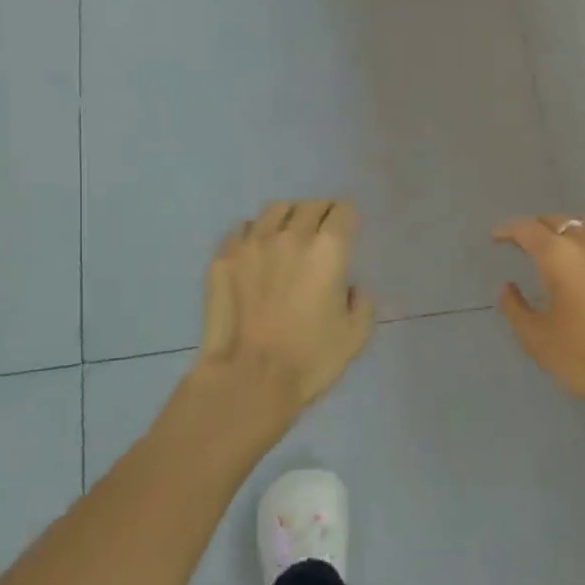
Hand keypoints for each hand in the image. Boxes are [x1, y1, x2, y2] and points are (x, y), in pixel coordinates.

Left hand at [197, 200, 374, 420]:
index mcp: (328, 249)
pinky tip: (257, 253)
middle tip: (321, 233)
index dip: (348, 219)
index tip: (348, 231)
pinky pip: (242, 230)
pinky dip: (255, 234)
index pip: (343, 211)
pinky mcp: (223, 257)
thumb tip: (350, 288)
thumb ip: (361, 303)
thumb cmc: (311, 359)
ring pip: (275, 210)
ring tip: (288, 236)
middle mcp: (290, 235)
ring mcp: (252, 243)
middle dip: (321, 214)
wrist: (249, 378)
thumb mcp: (356, 336)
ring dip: (288, 217)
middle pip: (310, 206)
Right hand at [493, 216, 584, 443]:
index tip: (497, 237)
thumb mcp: (537, 338)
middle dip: (540, 229)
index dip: (508, 230)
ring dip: (572, 233)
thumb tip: (507, 287)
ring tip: (564, 251)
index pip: (527, 229)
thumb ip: (515, 307)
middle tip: (527, 244)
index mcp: (560, 256)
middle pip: (561, 221)